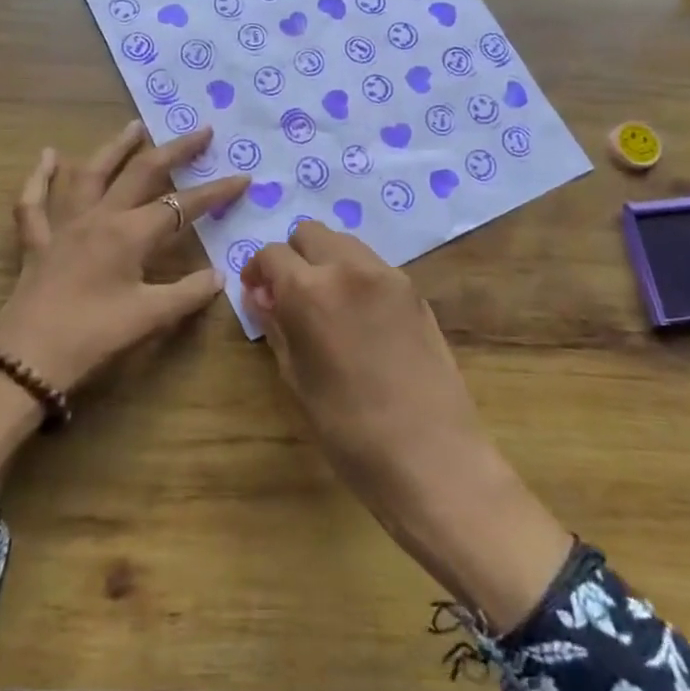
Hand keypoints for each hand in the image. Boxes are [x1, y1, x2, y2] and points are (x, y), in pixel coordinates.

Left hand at [0, 121, 247, 488]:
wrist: (26, 359)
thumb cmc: (92, 336)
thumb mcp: (149, 318)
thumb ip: (188, 293)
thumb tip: (220, 276)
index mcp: (129, 233)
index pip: (183, 206)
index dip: (215, 192)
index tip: (243, 177)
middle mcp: (99, 217)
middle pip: (141, 172)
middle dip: (174, 150)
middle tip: (200, 131)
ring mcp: (64, 225)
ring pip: (90, 173)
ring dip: (115, 148)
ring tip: (135, 125)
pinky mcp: (36, 241)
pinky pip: (34, 202)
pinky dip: (40, 176)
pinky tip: (48, 155)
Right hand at [243, 222, 571, 632]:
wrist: (432, 456)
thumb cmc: (349, 430)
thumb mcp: (297, 379)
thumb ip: (276, 326)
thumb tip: (261, 296)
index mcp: (310, 290)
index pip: (272, 254)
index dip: (258, 270)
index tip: (257, 294)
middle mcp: (349, 268)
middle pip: (310, 233)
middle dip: (293, 257)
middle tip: (290, 295)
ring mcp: (388, 276)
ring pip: (345, 243)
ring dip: (326, 261)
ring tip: (326, 305)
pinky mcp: (415, 292)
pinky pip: (374, 266)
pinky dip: (356, 276)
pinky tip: (360, 318)